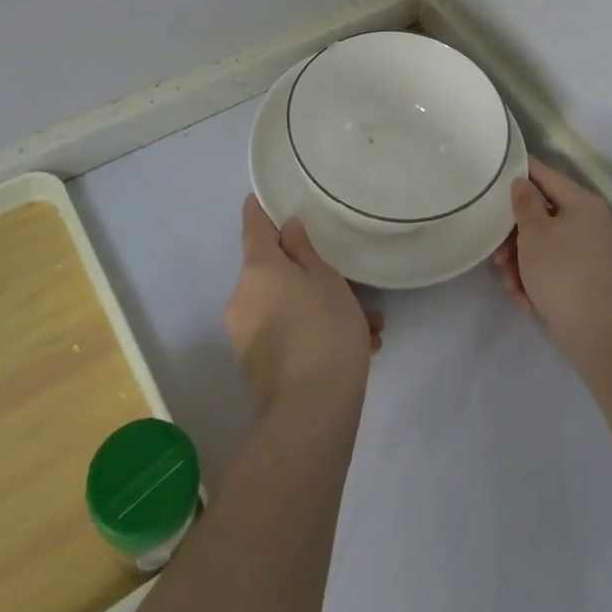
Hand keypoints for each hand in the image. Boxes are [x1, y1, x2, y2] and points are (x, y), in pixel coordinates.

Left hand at [226, 196, 383, 409]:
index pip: (253, 226)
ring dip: (322, 310)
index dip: (259, 210)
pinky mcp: (256, 365)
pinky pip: (287, 335)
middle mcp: (243, 297)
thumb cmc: (324, 329)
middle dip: (312, 276)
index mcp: (258, 269)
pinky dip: (314, 335)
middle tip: (350, 286)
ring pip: (287, 307)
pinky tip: (358, 349)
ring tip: (368, 328)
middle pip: (276, 272)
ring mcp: (246, 335)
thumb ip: (305, 252)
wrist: (310, 413)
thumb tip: (286, 230)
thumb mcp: (327, 280)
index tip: (263, 198)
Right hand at [490, 157, 611, 353]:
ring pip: (545, 246)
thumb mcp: (534, 233)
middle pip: (542, 216)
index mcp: (582, 203)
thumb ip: (524, 203)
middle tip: (496, 253)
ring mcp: (591, 254)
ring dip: (522, 263)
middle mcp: (590, 223)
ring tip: (509, 284)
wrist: (599, 332)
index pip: (545, 175)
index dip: (519, 172)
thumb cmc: (562, 272)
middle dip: (514, 236)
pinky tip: (524, 300)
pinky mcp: (588, 280)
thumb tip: (522, 182)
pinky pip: (555, 269)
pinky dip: (537, 281)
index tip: (493, 175)